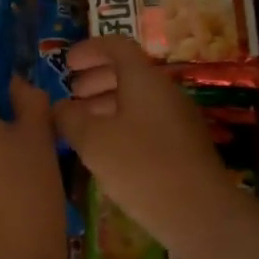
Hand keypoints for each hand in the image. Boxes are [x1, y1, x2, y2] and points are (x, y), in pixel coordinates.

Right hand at [52, 37, 239, 254]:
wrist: (199, 212)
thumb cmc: (141, 167)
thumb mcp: (94, 141)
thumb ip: (70, 118)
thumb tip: (59, 108)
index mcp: (144, 80)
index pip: (117, 46)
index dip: (89, 50)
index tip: (67, 63)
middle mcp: (165, 93)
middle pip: (128, 73)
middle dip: (96, 80)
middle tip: (72, 95)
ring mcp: (178, 120)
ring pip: (138, 101)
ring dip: (107, 105)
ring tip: (82, 125)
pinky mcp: (183, 147)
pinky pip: (147, 123)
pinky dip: (122, 125)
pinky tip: (107, 151)